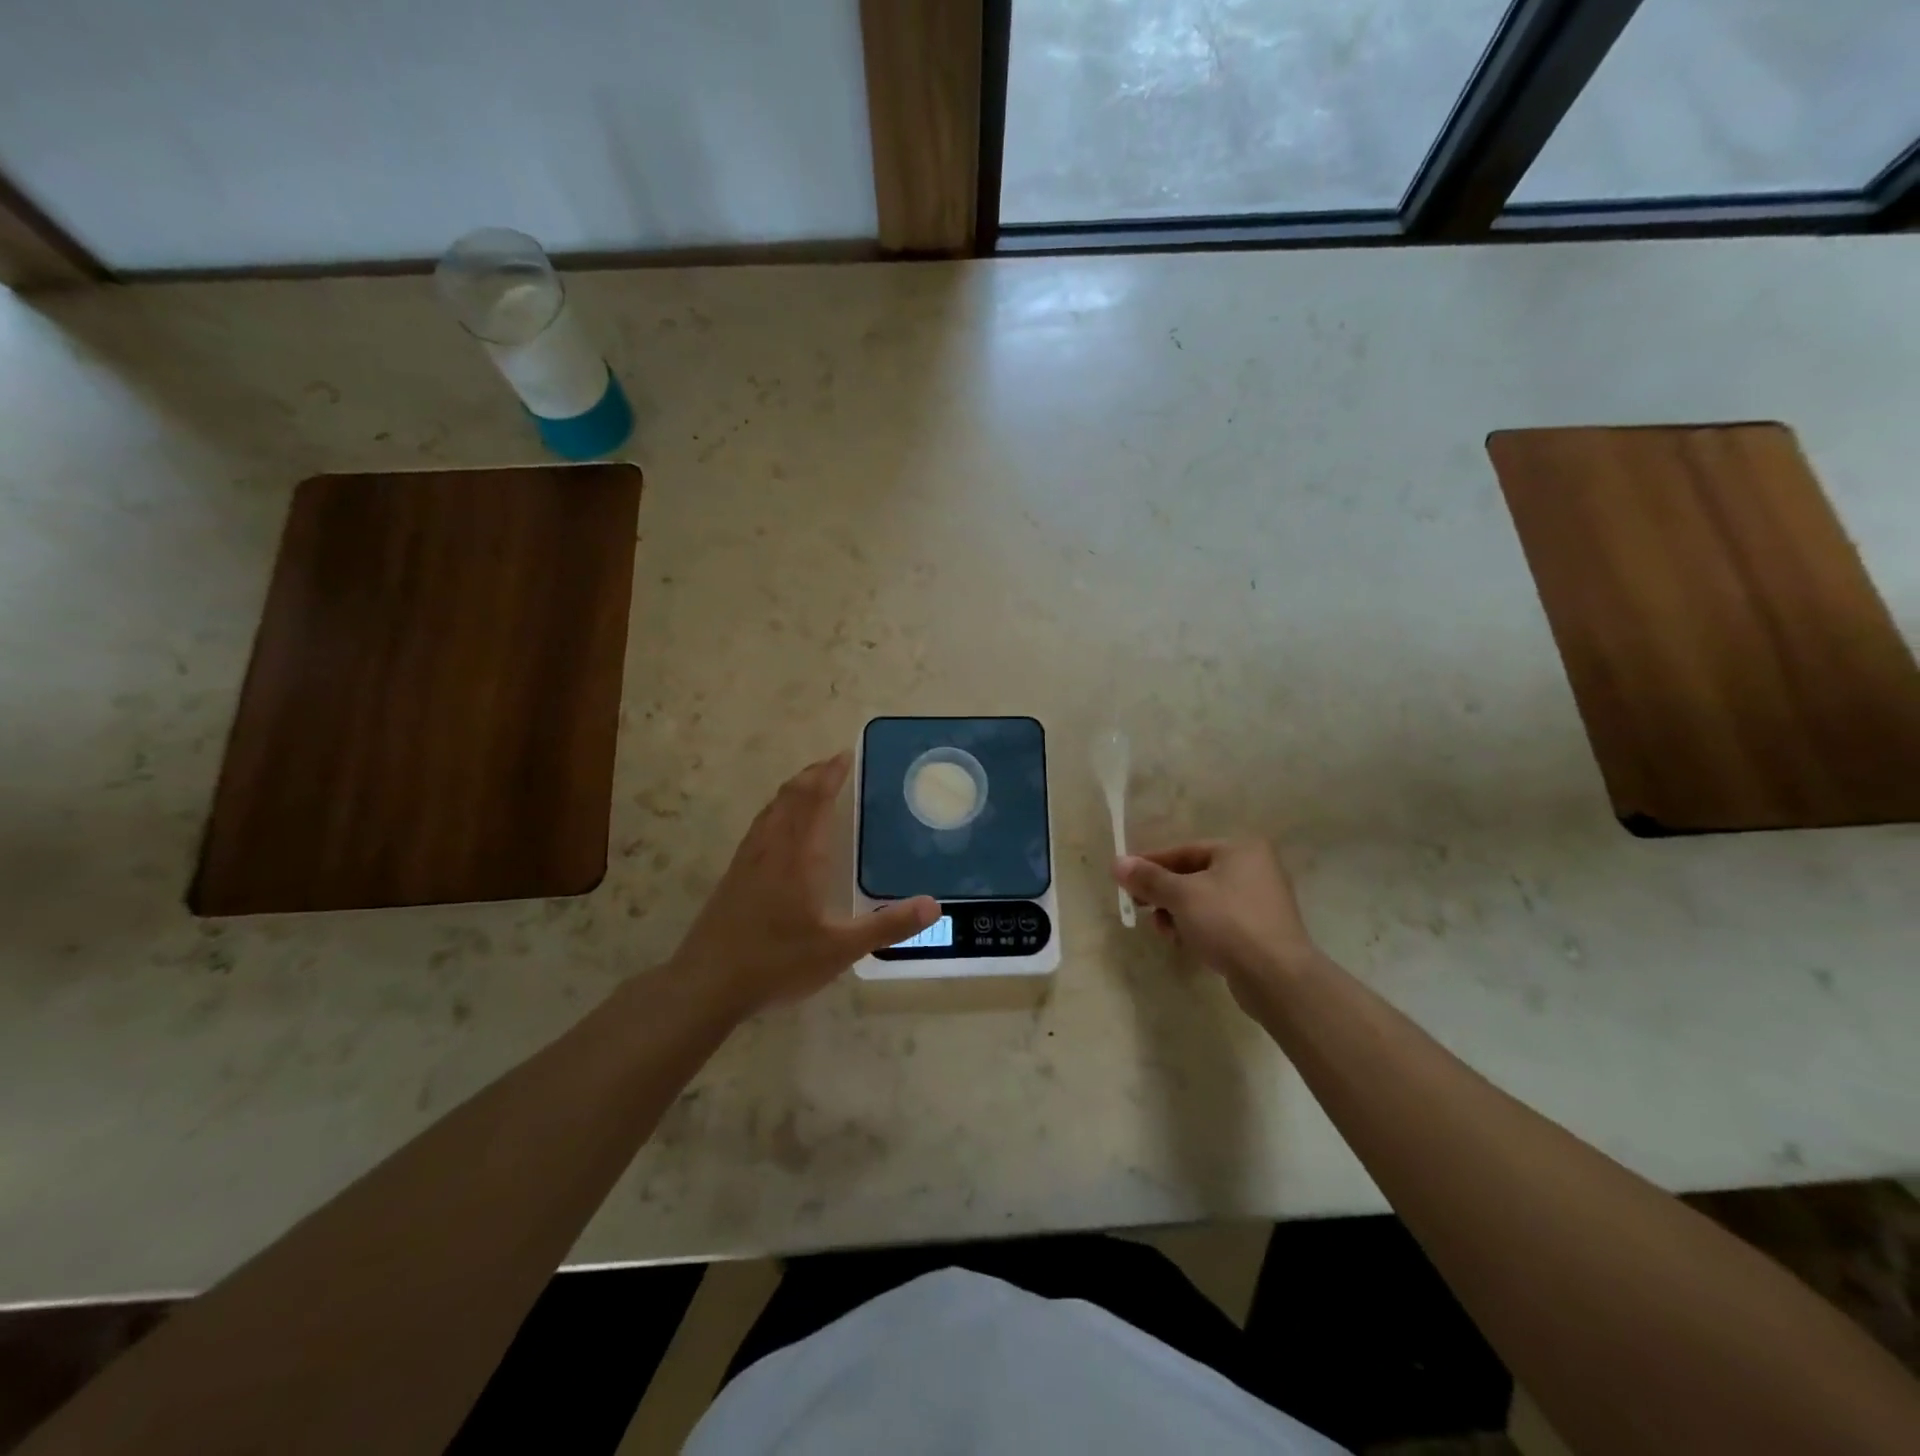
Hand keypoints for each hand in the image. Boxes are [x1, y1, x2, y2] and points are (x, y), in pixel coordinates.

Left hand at [669, 752, 938, 1015]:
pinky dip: (777, 810)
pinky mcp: (734, 875)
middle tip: (835, 764)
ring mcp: (747, 860)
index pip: (815, 800)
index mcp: (798, 856)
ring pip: (771, 809)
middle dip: (813, 775)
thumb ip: (886, 926)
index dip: (830, 774)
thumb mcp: (839, 950)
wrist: (705, 984)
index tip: (846, 754)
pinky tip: (780, 828)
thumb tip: (933, 905)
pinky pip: (759, 826)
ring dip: (793, 790)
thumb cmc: (776, 963)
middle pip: (791, 796)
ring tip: (811, 785)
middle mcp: (771, 848)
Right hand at [1113, 839, 1319, 1010]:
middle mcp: (1254, 868)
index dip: (1150, 864)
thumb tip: (1117, 863)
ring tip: (1165, 932)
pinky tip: (1186, 944)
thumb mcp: (1181, 896)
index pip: (1184, 850)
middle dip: (1164, 894)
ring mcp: (1260, 901)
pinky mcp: (1260, 930)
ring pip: (1203, 900)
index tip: (1124, 878)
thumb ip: (1148, 878)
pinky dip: (1198, 928)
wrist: (1276, 978)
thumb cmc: (1227, 923)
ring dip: (1178, 914)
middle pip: (1193, 875)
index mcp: (1240, 850)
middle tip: (1139, 908)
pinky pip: (1218, 921)